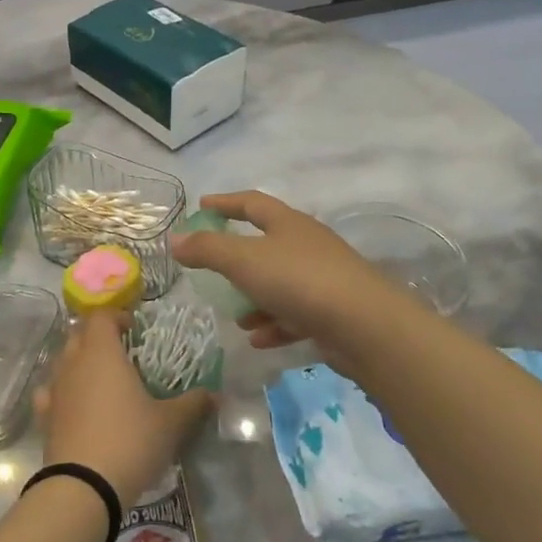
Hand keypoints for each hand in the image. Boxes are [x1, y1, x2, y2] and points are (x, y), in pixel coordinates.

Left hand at [36, 310, 212, 503]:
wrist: (83, 486)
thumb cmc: (130, 441)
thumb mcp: (170, 424)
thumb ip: (193, 404)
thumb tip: (215, 394)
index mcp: (101, 352)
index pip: (101, 316)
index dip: (117, 316)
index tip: (134, 330)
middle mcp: (73, 362)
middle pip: (79, 334)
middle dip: (98, 338)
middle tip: (122, 354)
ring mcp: (55, 388)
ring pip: (63, 361)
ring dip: (80, 363)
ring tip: (103, 381)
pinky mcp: (44, 415)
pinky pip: (51, 391)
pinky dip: (63, 391)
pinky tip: (75, 405)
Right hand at [169, 191, 403, 349]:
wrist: (366, 327)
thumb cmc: (299, 281)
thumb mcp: (243, 260)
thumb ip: (207, 249)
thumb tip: (175, 239)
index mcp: (288, 224)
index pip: (252, 203)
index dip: (225, 203)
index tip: (202, 205)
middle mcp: (308, 245)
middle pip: (267, 244)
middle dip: (238, 258)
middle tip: (212, 267)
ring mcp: (323, 279)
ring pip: (280, 283)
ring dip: (255, 298)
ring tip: (236, 316)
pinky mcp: (333, 312)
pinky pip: (295, 314)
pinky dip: (274, 323)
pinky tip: (259, 339)